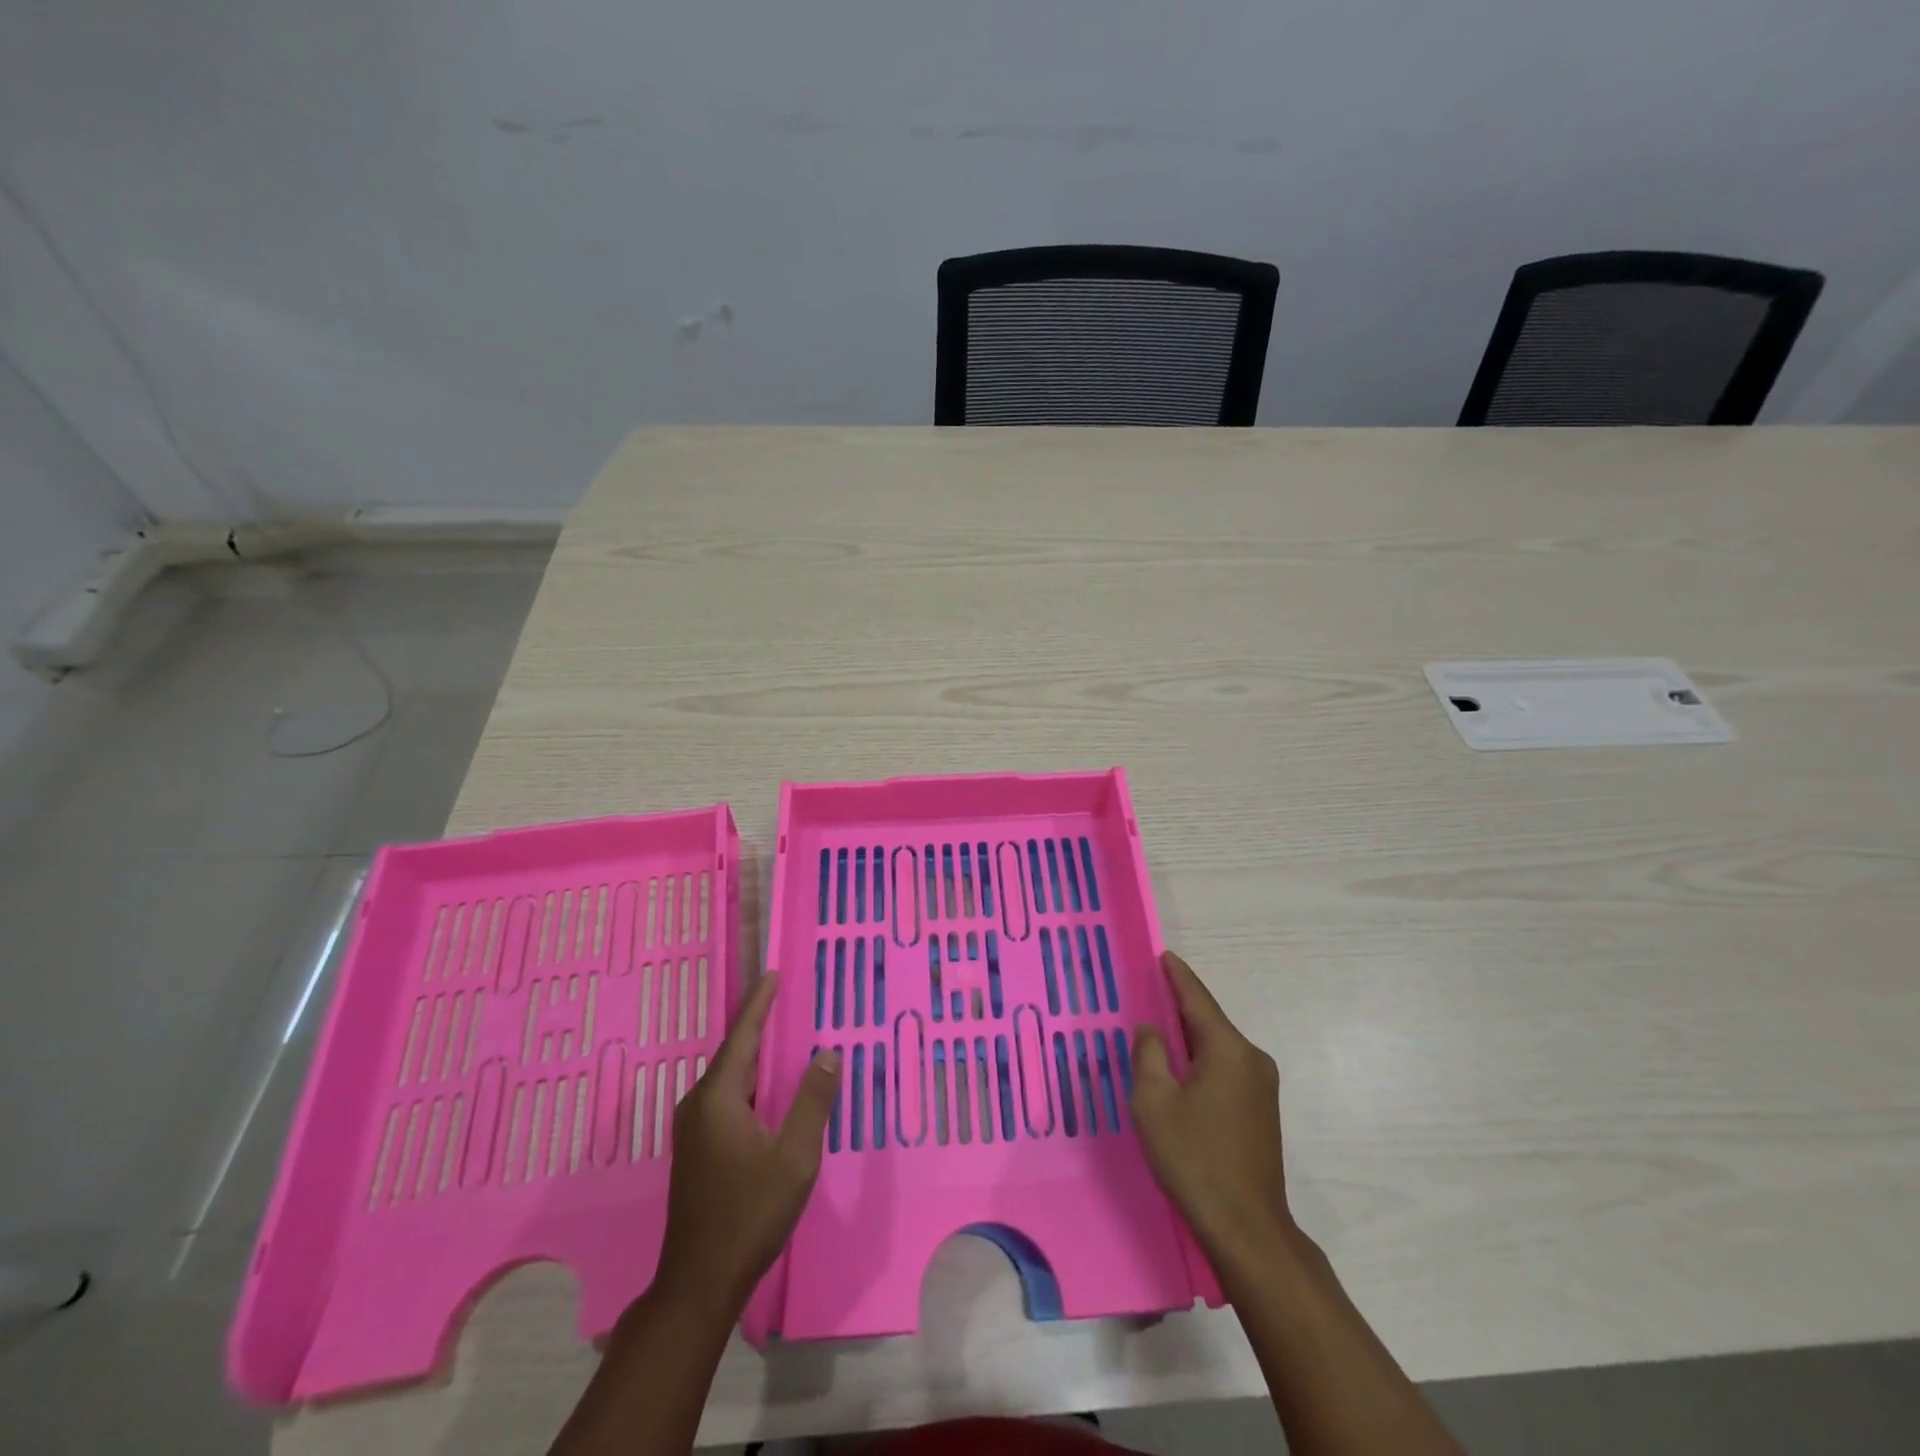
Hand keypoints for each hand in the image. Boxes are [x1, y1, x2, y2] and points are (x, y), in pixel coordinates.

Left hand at [654, 974, 840, 1307]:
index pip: (743, 1036)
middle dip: (759, 1025)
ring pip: (729, 1078)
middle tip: (785, 999)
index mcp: (718, 1098)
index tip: (773, 974)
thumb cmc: (749, 1214)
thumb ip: (812, 1101)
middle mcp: (698, 1105)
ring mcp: (693, 1129)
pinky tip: (767, 1089)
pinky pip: (726, 1098)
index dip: (759, 1003)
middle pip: (733, 1054)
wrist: (699, 1283)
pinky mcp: (696, 1149)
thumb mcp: (794, 1156)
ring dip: (755, 1056)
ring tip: (782, 1036)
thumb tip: (828, 1053)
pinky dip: (749, 1082)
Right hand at [1131, 951, 1292, 1265]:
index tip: (1162, 955)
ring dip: (1189, 1038)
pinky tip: (1180, 1071)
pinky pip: (1226, 1069)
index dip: (1177, 976)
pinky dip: (1202, 1061)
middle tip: (1148, 993)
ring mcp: (1262, 1087)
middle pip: (1209, 1022)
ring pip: (1218, 1048)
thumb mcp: (1154, 1102)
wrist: (1247, 1229)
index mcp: (1228, 1050)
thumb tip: (1151, 1030)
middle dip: (1179, 1007)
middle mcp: (1252, 1059)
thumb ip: (1149, 1055)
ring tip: (1157, 1031)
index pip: (1197, 999)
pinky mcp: (1262, 1111)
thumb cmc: (1194, 1159)